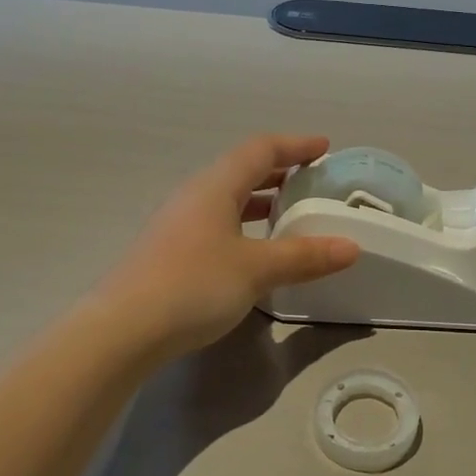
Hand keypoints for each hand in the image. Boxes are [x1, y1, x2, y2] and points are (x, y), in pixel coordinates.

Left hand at [94, 135, 360, 361]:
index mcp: (215, 187)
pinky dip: (245, 225)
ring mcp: (178, 224)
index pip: (261, 150)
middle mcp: (195, 196)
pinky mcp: (171, 251)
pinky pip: (217, 223)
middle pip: (242, 171)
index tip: (324, 147)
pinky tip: (256, 250)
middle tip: (312, 181)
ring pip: (228, 199)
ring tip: (290, 213)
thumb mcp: (257, 269)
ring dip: (261, 200)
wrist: (123, 330)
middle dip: (280, 171)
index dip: (295, 145)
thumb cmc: (193, 286)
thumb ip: (304, 256)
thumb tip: (351, 247)